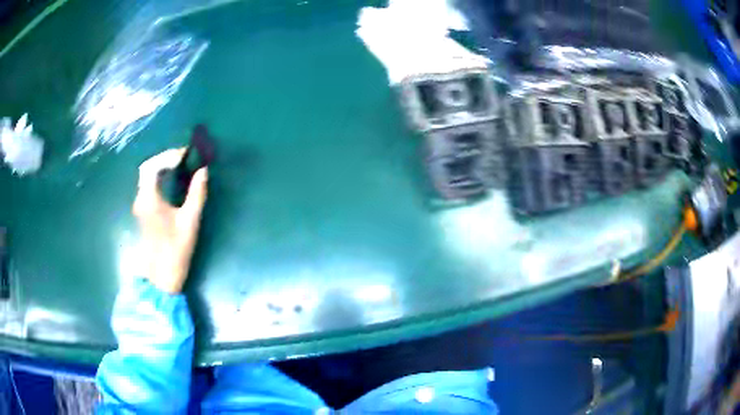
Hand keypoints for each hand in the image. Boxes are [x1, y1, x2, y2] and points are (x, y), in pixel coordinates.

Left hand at [133, 148, 207, 293]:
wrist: (161, 277)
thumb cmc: (175, 250)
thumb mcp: (190, 222)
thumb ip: (197, 194)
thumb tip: (203, 171)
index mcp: (149, 199)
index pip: (152, 166)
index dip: (168, 156)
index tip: (186, 154)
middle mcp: (140, 199)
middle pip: (146, 168)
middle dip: (164, 158)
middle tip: (183, 157)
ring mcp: (140, 206)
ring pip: (146, 176)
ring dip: (161, 166)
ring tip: (180, 164)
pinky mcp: (143, 211)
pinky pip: (148, 185)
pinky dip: (159, 176)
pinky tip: (172, 180)